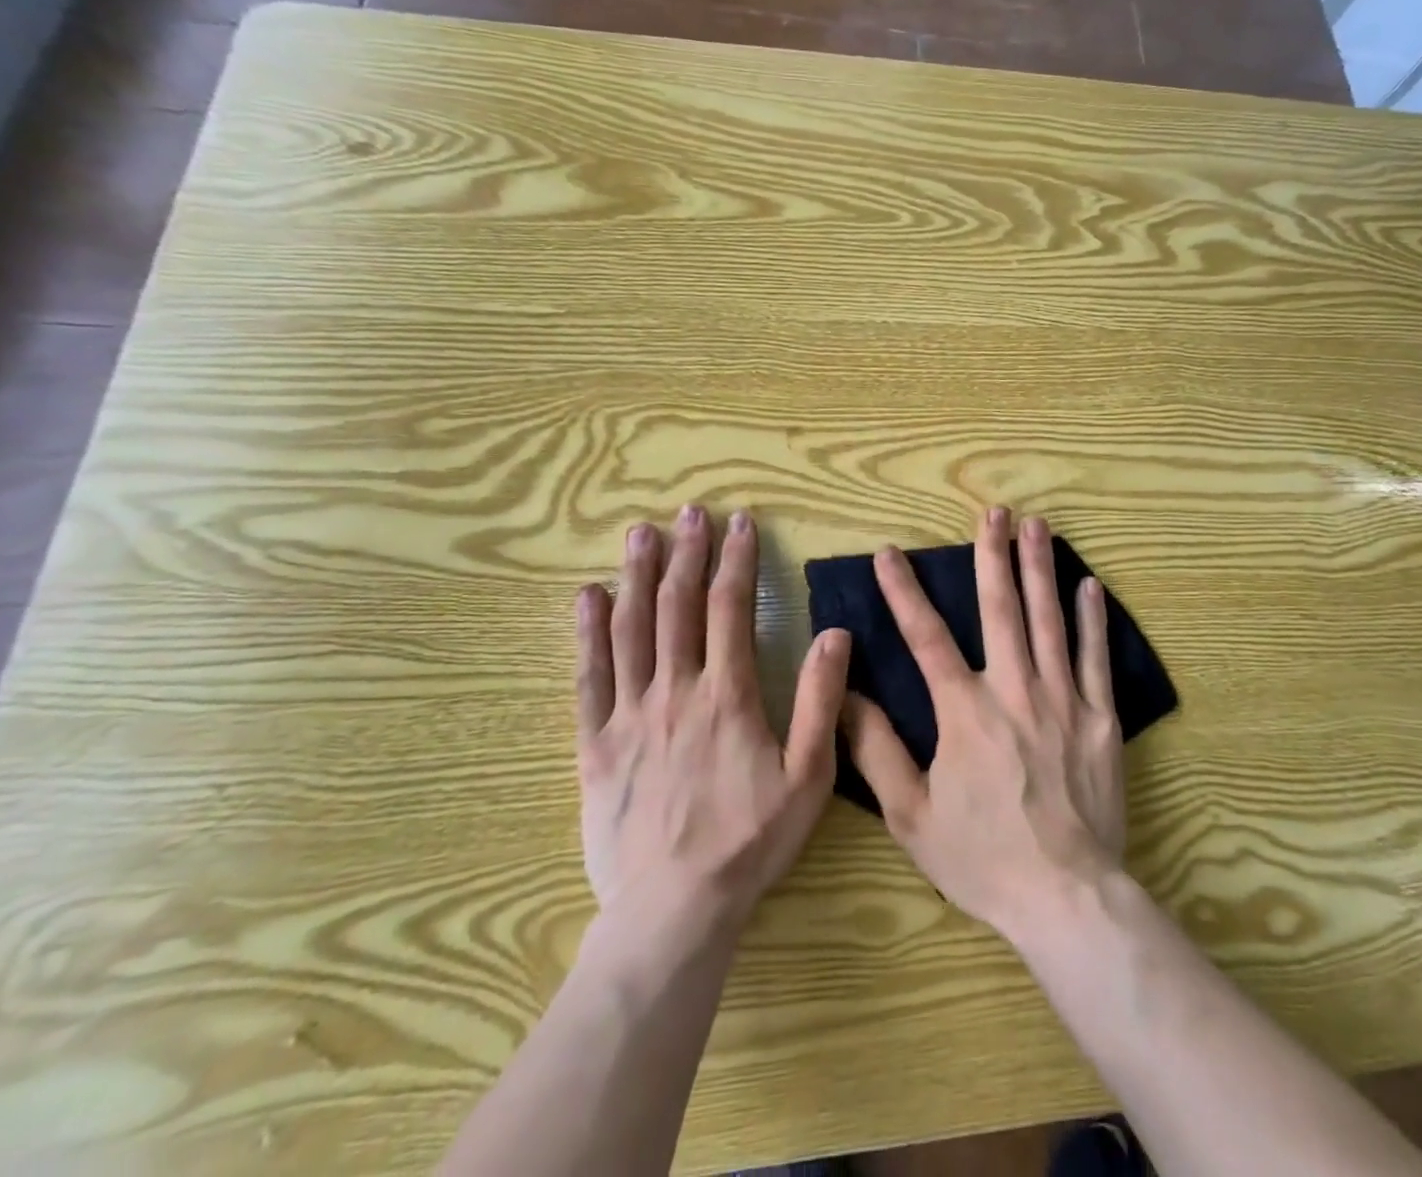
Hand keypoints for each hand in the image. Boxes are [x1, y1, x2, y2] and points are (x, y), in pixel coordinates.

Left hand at [574, 505, 849, 940]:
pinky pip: (589, 679)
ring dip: (636, 577)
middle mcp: (675, 691)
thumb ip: (820, 700)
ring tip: (639, 534)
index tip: (740, 524)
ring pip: (631, 630)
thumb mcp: (809, 776)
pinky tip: (586, 599)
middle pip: (677, 606)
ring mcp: (630, 716)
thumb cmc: (750, 841)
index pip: (732, 609)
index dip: (737, 561)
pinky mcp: (596, 745)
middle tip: (687, 512)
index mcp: (728, 694)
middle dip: (686, 554)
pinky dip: (588, 634)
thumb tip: (834, 634)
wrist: (673, 909)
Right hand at [841, 507, 1124, 939]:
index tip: (890, 553)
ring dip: (1040, 569)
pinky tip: (1089, 586)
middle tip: (994, 512)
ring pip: (1049, 620)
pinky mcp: (1100, 718)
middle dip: (993, 555)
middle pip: (1001, 609)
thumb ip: (876, 750)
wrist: (1065, 896)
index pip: (926, 636)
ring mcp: (1063, 700)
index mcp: (965, 711)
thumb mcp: (911, 815)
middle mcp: (1014, 690)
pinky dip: (1092, 620)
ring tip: (1037, 526)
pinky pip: (1096, 658)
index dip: (904, 591)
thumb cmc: (982, 857)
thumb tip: (845, 695)